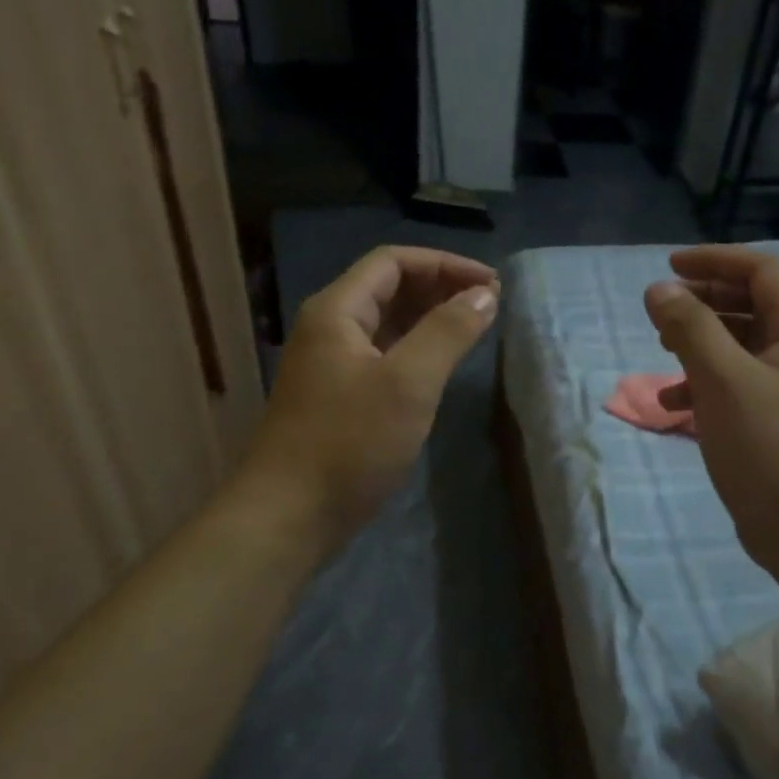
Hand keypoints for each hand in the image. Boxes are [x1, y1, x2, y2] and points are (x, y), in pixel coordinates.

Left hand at [238, 246, 497, 550]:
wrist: (288, 516)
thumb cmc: (348, 444)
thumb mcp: (408, 383)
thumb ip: (448, 332)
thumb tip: (485, 295)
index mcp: (336, 311)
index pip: (393, 262)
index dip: (445, 264)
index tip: (490, 284)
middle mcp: (329, 328)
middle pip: (388, 288)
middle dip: (440, 287)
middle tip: (489, 304)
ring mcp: (331, 364)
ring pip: (386, 323)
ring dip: (429, 318)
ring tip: (474, 327)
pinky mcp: (339, 397)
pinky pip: (383, 355)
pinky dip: (416, 349)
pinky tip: (441, 364)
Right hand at [644, 246, 778, 576]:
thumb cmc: (770, 446)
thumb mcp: (722, 379)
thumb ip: (690, 327)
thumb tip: (659, 289)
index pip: (761, 271)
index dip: (714, 261)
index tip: (668, 267)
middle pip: (752, 304)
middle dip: (703, 303)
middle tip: (661, 312)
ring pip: (742, 345)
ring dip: (700, 343)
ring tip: (662, 353)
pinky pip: (739, 383)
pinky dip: (706, 383)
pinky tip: (675, 405)